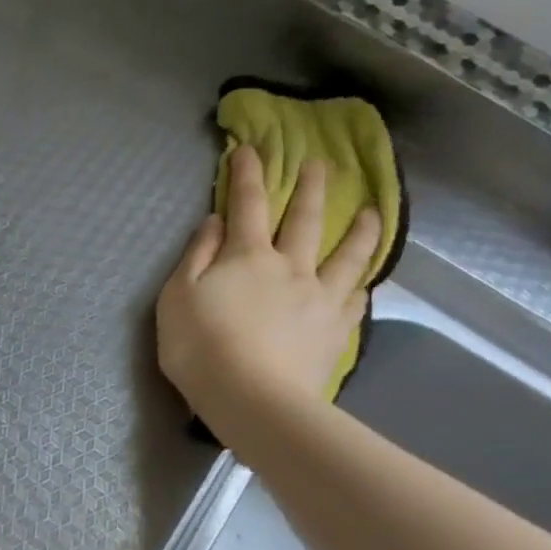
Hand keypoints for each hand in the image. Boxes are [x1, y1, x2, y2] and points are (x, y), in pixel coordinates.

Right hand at [156, 147, 379, 420]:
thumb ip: (197, 256)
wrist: (252, 400)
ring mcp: (319, 299)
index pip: (248, 205)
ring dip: (361, 230)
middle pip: (306, 220)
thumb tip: (214, 222)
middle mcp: (291, 267)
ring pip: (347, 256)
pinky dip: (360, 286)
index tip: (250, 149)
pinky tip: (365, 282)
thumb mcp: (177, 297)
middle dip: (311, 188)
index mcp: (248, 256)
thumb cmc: (201, 348)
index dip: (247, 174)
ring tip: (373, 212)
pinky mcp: (335, 332)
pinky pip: (354, 301)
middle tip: (321, 164)